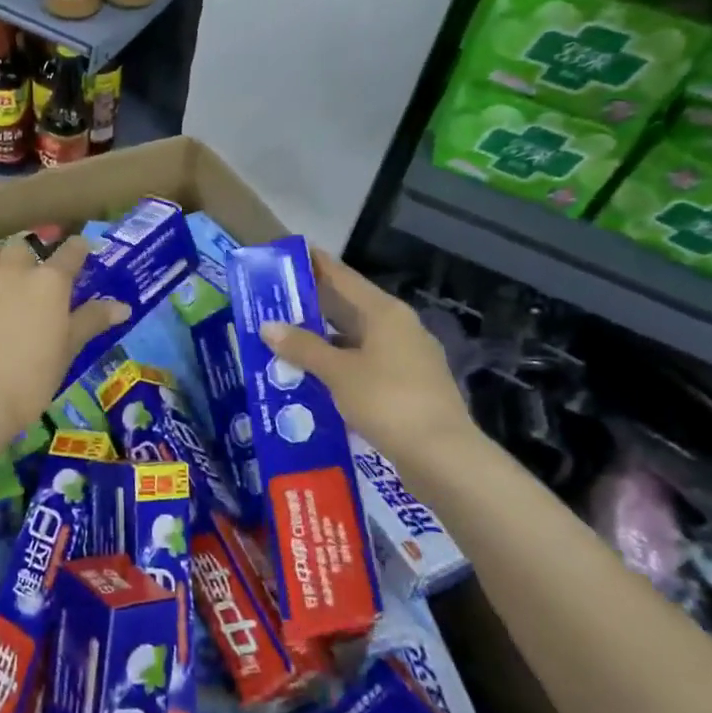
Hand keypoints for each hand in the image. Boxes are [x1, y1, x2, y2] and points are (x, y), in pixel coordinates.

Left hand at [0, 234, 127, 452]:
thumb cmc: (32, 377)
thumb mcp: (68, 350)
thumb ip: (92, 321)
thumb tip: (122, 306)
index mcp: (48, 282)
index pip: (69, 252)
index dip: (78, 248)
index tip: (82, 249)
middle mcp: (13, 274)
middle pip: (23, 245)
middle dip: (34, 248)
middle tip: (41, 267)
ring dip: (4, 257)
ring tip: (11, 275)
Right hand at [259, 251, 478, 473]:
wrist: (443, 457)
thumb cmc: (388, 401)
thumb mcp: (338, 372)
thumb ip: (303, 347)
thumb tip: (268, 325)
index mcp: (384, 312)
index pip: (342, 276)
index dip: (314, 264)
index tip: (285, 255)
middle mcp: (398, 327)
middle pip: (348, 307)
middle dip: (311, 306)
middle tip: (272, 303)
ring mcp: (407, 358)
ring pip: (355, 339)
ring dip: (322, 341)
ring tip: (284, 343)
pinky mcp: (408, 386)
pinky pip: (364, 365)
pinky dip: (338, 366)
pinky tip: (314, 378)